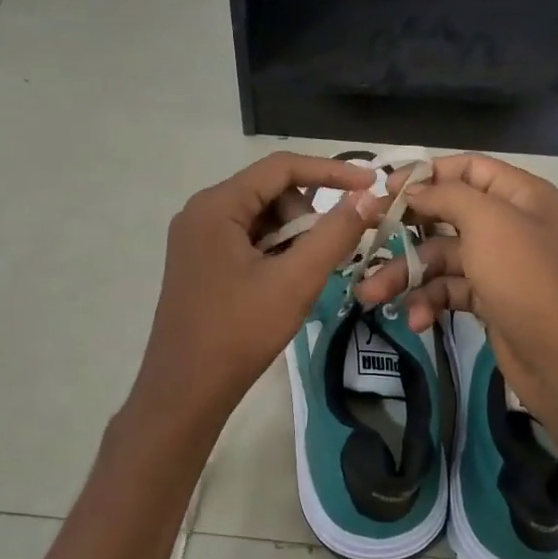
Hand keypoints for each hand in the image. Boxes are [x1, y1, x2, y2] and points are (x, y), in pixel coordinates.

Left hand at [129, 152, 382, 438]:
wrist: (185, 391)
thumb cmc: (239, 332)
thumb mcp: (295, 281)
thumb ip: (334, 233)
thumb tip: (366, 196)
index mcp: (216, 206)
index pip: (281, 167)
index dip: (331, 171)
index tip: (372, 185)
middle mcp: (201, 212)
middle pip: (270, 192)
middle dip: (307, 215)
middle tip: (330, 253)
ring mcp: (196, 238)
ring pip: (261, 218)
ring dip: (293, 237)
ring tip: (306, 275)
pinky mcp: (199, 262)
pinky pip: (246, 240)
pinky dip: (274, 252)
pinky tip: (286, 282)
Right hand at [353, 154, 557, 418]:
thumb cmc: (526, 279)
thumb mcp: (488, 223)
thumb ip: (447, 196)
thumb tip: (414, 189)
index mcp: (518, 195)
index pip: (467, 168)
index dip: (426, 174)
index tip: (385, 189)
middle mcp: (508, 223)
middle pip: (445, 214)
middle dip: (404, 229)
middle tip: (365, 236)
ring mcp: (497, 264)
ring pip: (439, 258)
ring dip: (406, 275)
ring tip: (371, 294)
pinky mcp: (488, 299)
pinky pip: (448, 290)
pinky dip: (429, 302)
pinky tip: (417, 320)